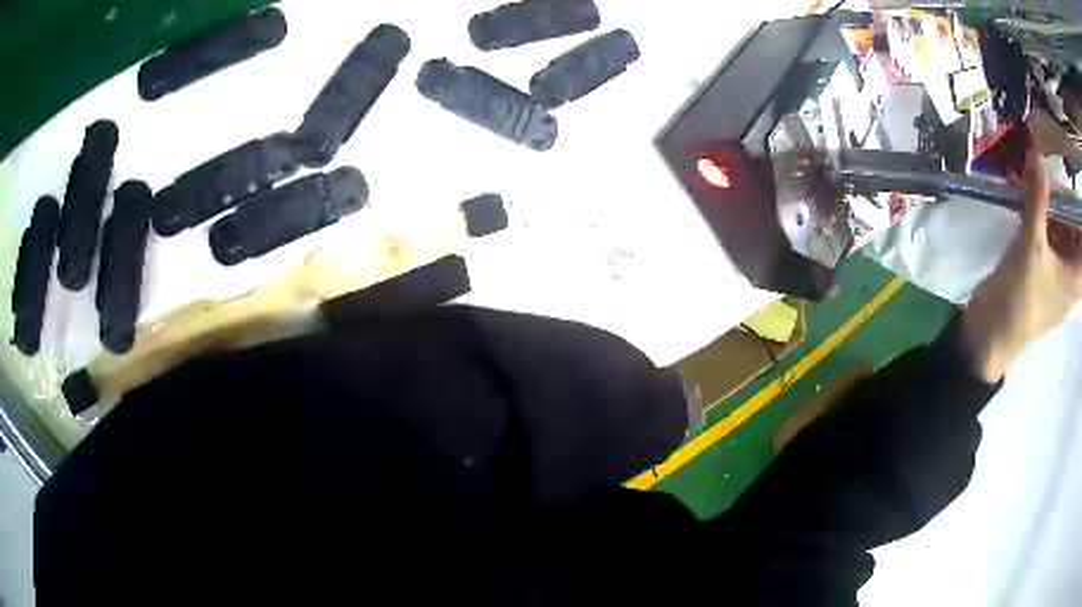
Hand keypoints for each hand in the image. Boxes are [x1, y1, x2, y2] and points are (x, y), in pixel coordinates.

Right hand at [961, 148, 1081, 382]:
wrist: (991, 332)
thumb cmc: (1021, 299)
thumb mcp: (1031, 246)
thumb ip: (1037, 198)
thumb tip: (1037, 151)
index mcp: (1076, 277)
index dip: (1078, 205)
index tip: (1067, 174)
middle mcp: (1070, 271)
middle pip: (1073, 226)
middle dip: (1064, 196)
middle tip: (1051, 165)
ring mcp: (1056, 268)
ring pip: (1060, 227)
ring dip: (1051, 201)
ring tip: (1038, 171)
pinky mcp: (1041, 264)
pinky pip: (1047, 231)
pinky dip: (1041, 211)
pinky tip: (1030, 192)